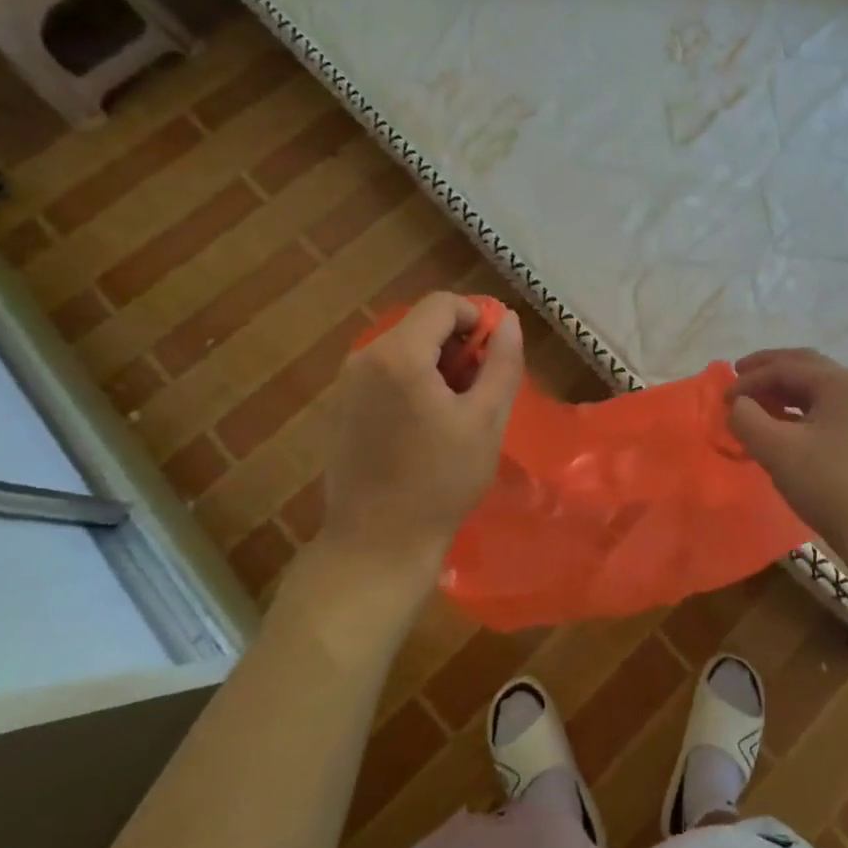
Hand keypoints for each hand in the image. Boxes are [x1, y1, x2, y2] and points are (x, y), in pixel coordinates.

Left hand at [320, 292, 523, 587]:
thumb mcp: (487, 419)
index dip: (478, 320)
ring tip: (456, 412)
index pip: (443, 304)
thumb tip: (507, 320)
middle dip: (457, 346)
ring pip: (404, 349)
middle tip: (480, 391)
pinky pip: (385, 373)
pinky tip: (424, 427)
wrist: (376, 543)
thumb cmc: (441, 481)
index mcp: (399, 354)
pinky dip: (412, 382)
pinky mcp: (340, 407)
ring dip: (436, 365)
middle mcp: (364, 357)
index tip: (495, 358)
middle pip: (421, 325)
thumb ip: (502, 362)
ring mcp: (346, 383)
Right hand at [726, 348, 847, 556]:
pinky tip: (784, 424)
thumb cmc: (827, 484)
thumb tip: (738, 405)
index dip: (749, 380)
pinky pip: (826, 407)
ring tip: (758, 401)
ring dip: (784, 388)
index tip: (723, 399)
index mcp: (838, 382)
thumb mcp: (776, 450)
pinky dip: (800, 407)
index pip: (784, 368)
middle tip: (740, 374)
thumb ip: (747, 419)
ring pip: (817, 387)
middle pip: (805, 366)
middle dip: (769, 369)